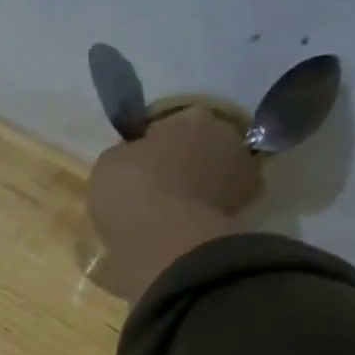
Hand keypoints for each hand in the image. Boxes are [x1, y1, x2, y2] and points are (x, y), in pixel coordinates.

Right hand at [84, 106, 261, 302]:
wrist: (162, 236)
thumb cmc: (130, 188)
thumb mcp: (109, 162)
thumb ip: (127, 153)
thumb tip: (136, 157)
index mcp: (191, 117)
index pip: (172, 123)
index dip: (155, 142)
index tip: (139, 162)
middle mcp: (225, 135)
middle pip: (201, 145)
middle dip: (184, 160)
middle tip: (157, 184)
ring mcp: (241, 172)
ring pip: (214, 174)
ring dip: (199, 185)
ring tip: (170, 209)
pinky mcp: (245, 208)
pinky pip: (220, 204)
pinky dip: (207, 211)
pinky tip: (184, 225)